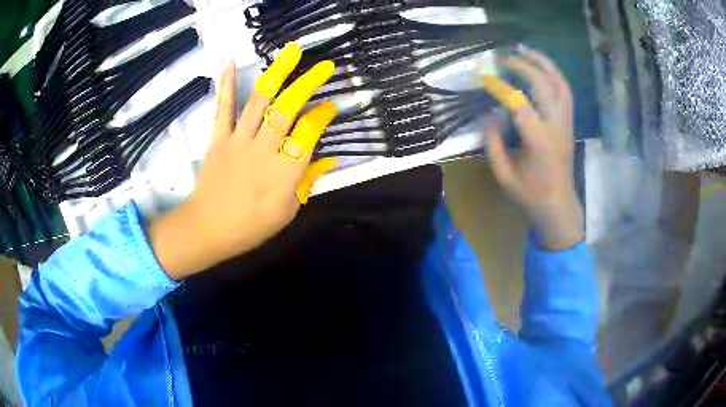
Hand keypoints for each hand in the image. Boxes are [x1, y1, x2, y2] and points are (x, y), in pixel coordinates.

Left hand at [149, 44, 336, 278]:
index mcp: (286, 170)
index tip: (331, 105)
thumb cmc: (251, 225)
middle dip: (307, 84)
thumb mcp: (287, 211)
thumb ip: (306, 182)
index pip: (309, 132)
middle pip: (288, 109)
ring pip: (261, 102)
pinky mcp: (219, 138)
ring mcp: (240, 140)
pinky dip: (226, 85)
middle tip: (324, 66)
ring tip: (291, 52)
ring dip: (277, 74)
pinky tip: (230, 63)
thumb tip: (327, 160)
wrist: (208, 228)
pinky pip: (224, 108)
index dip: (323, 115)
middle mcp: (265, 149)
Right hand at [483, 46, 582, 249]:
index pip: (519, 103)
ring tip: (525, 50)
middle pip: (543, 85)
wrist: (559, 206)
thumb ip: (492, 143)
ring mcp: (566, 123)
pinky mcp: (569, 123)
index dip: (500, 87)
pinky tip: (541, 67)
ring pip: (560, 83)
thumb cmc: (530, 195)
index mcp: (538, 142)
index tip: (484, 78)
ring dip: (543, 63)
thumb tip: (490, 115)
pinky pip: (565, 91)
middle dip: (522, 66)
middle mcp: (556, 127)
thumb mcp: (503, 175)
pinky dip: (554, 74)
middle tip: (503, 58)